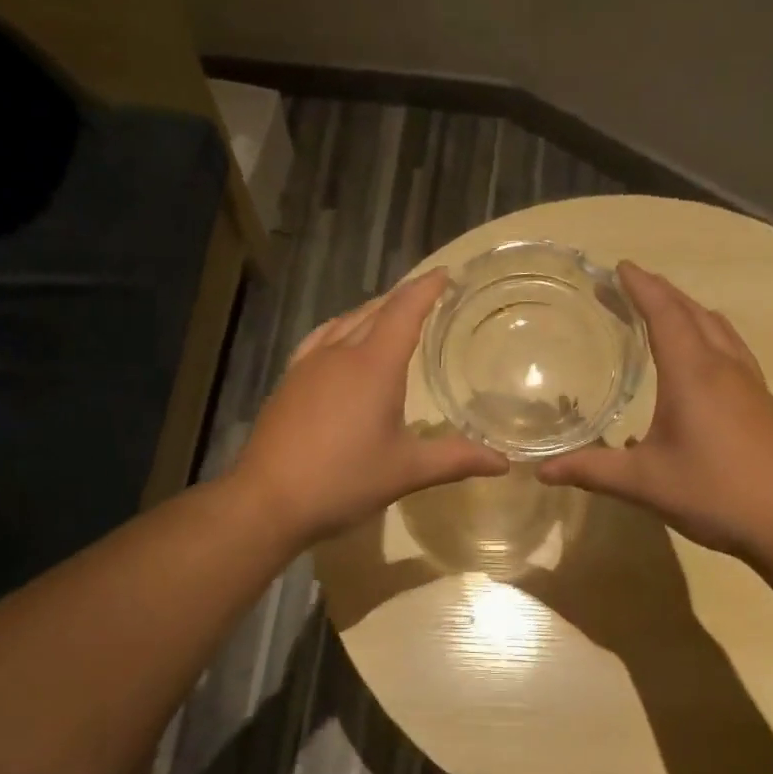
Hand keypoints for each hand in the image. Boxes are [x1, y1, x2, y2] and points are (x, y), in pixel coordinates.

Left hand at [234, 270, 508, 543]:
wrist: (268, 499)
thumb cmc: (343, 480)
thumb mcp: (406, 471)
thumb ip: (455, 460)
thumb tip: (503, 463)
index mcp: (374, 365)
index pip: (405, 310)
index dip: (427, 288)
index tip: (446, 274)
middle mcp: (340, 354)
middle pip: (374, 311)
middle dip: (402, 298)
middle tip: (427, 296)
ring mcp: (308, 365)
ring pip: (344, 322)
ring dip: (370, 312)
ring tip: (389, 315)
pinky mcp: (289, 382)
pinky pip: (320, 339)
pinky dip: (340, 330)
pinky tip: (339, 344)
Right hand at [536, 262, 772, 558]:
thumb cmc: (717, 492)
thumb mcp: (645, 483)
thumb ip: (592, 471)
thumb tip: (541, 471)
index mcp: (693, 373)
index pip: (665, 314)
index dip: (641, 287)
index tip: (619, 267)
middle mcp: (724, 367)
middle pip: (694, 313)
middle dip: (662, 293)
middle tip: (632, 286)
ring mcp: (750, 384)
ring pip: (719, 330)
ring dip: (690, 312)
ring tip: (665, 313)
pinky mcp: (763, 404)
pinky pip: (732, 351)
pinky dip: (709, 337)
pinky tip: (699, 366)